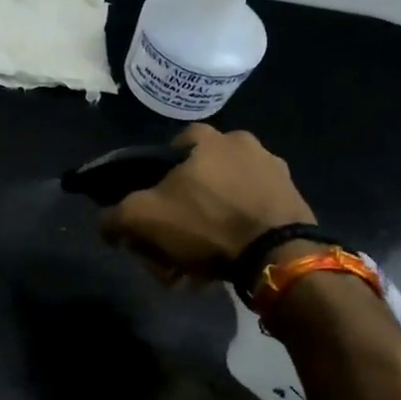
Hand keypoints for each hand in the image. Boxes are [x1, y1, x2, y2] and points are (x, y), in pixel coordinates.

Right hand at [100, 123, 313, 281]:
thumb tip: (106, 224)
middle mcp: (245, 144)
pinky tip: (226, 260)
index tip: (152, 208)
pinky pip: (251, 213)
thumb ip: (115, 217)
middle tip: (171, 244)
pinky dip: (235, 233)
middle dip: (181, 210)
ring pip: (224, 198)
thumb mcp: (143, 219)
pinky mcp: (294, 200)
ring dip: (207, 225)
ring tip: (197, 261)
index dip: (155, 180)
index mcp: (209, 138)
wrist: (278, 255)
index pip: (171, 148)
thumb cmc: (206, 224)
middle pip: (198, 178)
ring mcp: (275, 171)